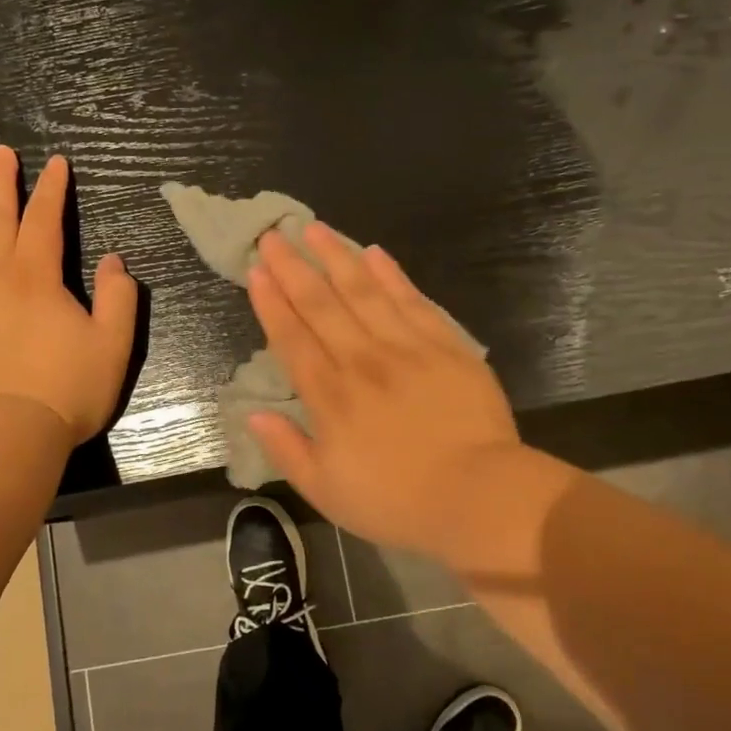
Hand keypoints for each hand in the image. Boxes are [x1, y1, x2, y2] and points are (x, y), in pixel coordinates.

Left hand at [0, 146, 136, 442]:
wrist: (5, 433)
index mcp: (37, 275)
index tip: (56, 164)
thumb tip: (114, 260)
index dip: (52, 188)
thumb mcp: (113, 344)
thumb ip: (119, 297)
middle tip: (1, 153)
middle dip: (2, 182)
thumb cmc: (67, 389)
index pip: (44, 218)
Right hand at [245, 224, 570, 566]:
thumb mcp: (326, 491)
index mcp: (330, 396)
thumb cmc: (396, 501)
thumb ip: (287, 449)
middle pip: (321, 304)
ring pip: (363, 291)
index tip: (257, 271)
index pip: (292, 338)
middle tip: (273, 236)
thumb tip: (253, 416)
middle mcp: (362, 360)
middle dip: (293, 268)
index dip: (271, 302)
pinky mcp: (445, 345)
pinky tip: (374, 253)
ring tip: (314, 229)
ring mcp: (406, 347)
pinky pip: (412, 301)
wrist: (478, 496)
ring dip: (336, 257)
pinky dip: (391, 275)